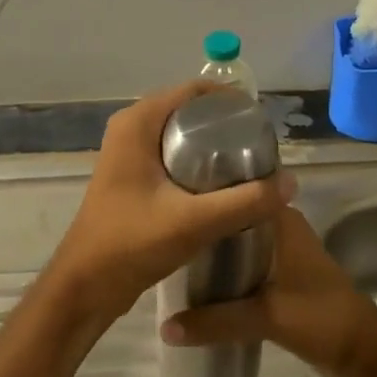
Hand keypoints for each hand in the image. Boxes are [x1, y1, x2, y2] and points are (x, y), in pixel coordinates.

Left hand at [44, 82, 295, 330]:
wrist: (85, 286)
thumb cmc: (131, 244)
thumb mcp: (194, 221)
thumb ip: (245, 202)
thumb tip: (291, 182)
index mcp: (137, 123)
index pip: (193, 90)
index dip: (231, 101)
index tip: (263, 125)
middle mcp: (130, 129)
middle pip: (190, 112)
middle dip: (226, 126)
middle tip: (262, 151)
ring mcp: (128, 154)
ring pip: (181, 137)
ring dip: (214, 148)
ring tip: (251, 169)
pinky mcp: (133, 178)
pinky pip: (173, 158)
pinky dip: (198, 166)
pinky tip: (224, 189)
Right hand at [163, 209, 376, 376]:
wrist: (365, 355)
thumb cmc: (322, 318)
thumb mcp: (266, 317)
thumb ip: (215, 321)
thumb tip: (165, 327)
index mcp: (284, 222)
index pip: (240, 192)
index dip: (207, 193)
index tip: (170, 196)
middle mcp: (283, 232)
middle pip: (234, 220)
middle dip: (204, 226)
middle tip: (162, 229)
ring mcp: (284, 257)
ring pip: (239, 246)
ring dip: (214, 253)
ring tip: (171, 254)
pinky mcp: (283, 282)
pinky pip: (246, 269)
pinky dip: (226, 275)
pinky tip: (198, 285)